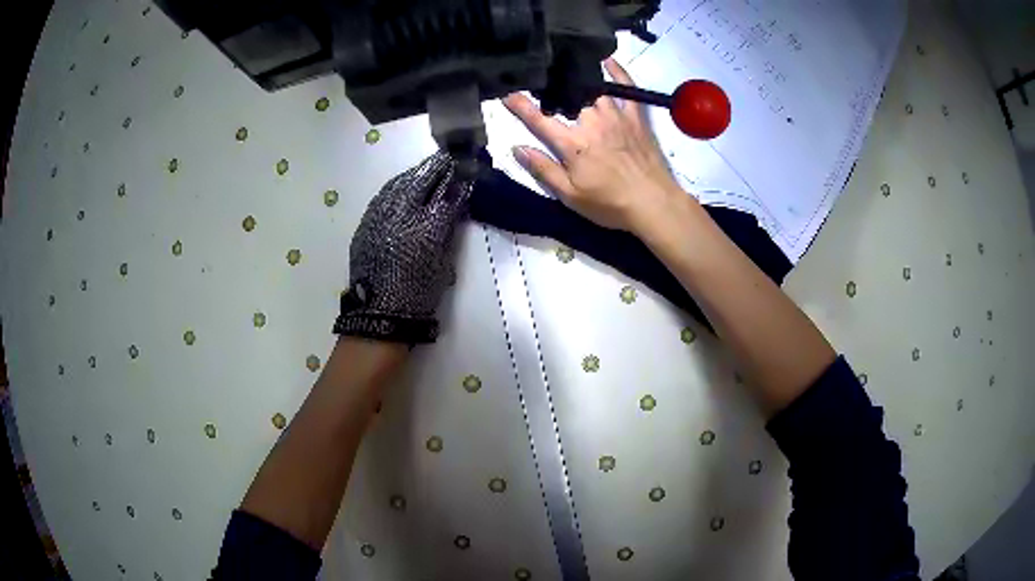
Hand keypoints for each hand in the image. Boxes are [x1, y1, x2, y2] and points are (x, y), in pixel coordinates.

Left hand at [334, 151, 472, 343]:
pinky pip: (382, 196)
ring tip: (426, 167)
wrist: (380, 314)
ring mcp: (380, 217)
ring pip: (399, 184)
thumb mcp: (442, 263)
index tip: (467, 167)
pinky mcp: (366, 223)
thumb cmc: (418, 294)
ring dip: (415, 173)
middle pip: (422, 181)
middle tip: (448, 156)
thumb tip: (454, 206)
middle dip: (437, 167)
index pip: (447, 194)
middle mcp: (403, 216)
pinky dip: (396, 186)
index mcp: (427, 229)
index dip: (458, 179)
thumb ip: (448, 231)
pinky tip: (402, 183)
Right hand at [503, 58, 685, 234]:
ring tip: (564, 66)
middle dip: (549, 87)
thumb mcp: (570, 196)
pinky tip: (607, 61)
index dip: (520, 105)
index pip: (539, 119)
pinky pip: (626, 88)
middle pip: (566, 97)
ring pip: (592, 87)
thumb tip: (516, 148)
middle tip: (538, 79)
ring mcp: (616, 116)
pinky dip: (617, 72)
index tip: (506, 92)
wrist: (654, 204)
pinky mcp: (636, 117)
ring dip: (576, 77)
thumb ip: (543, 169)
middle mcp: (592, 122)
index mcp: (572, 143)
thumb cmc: (610, 204)